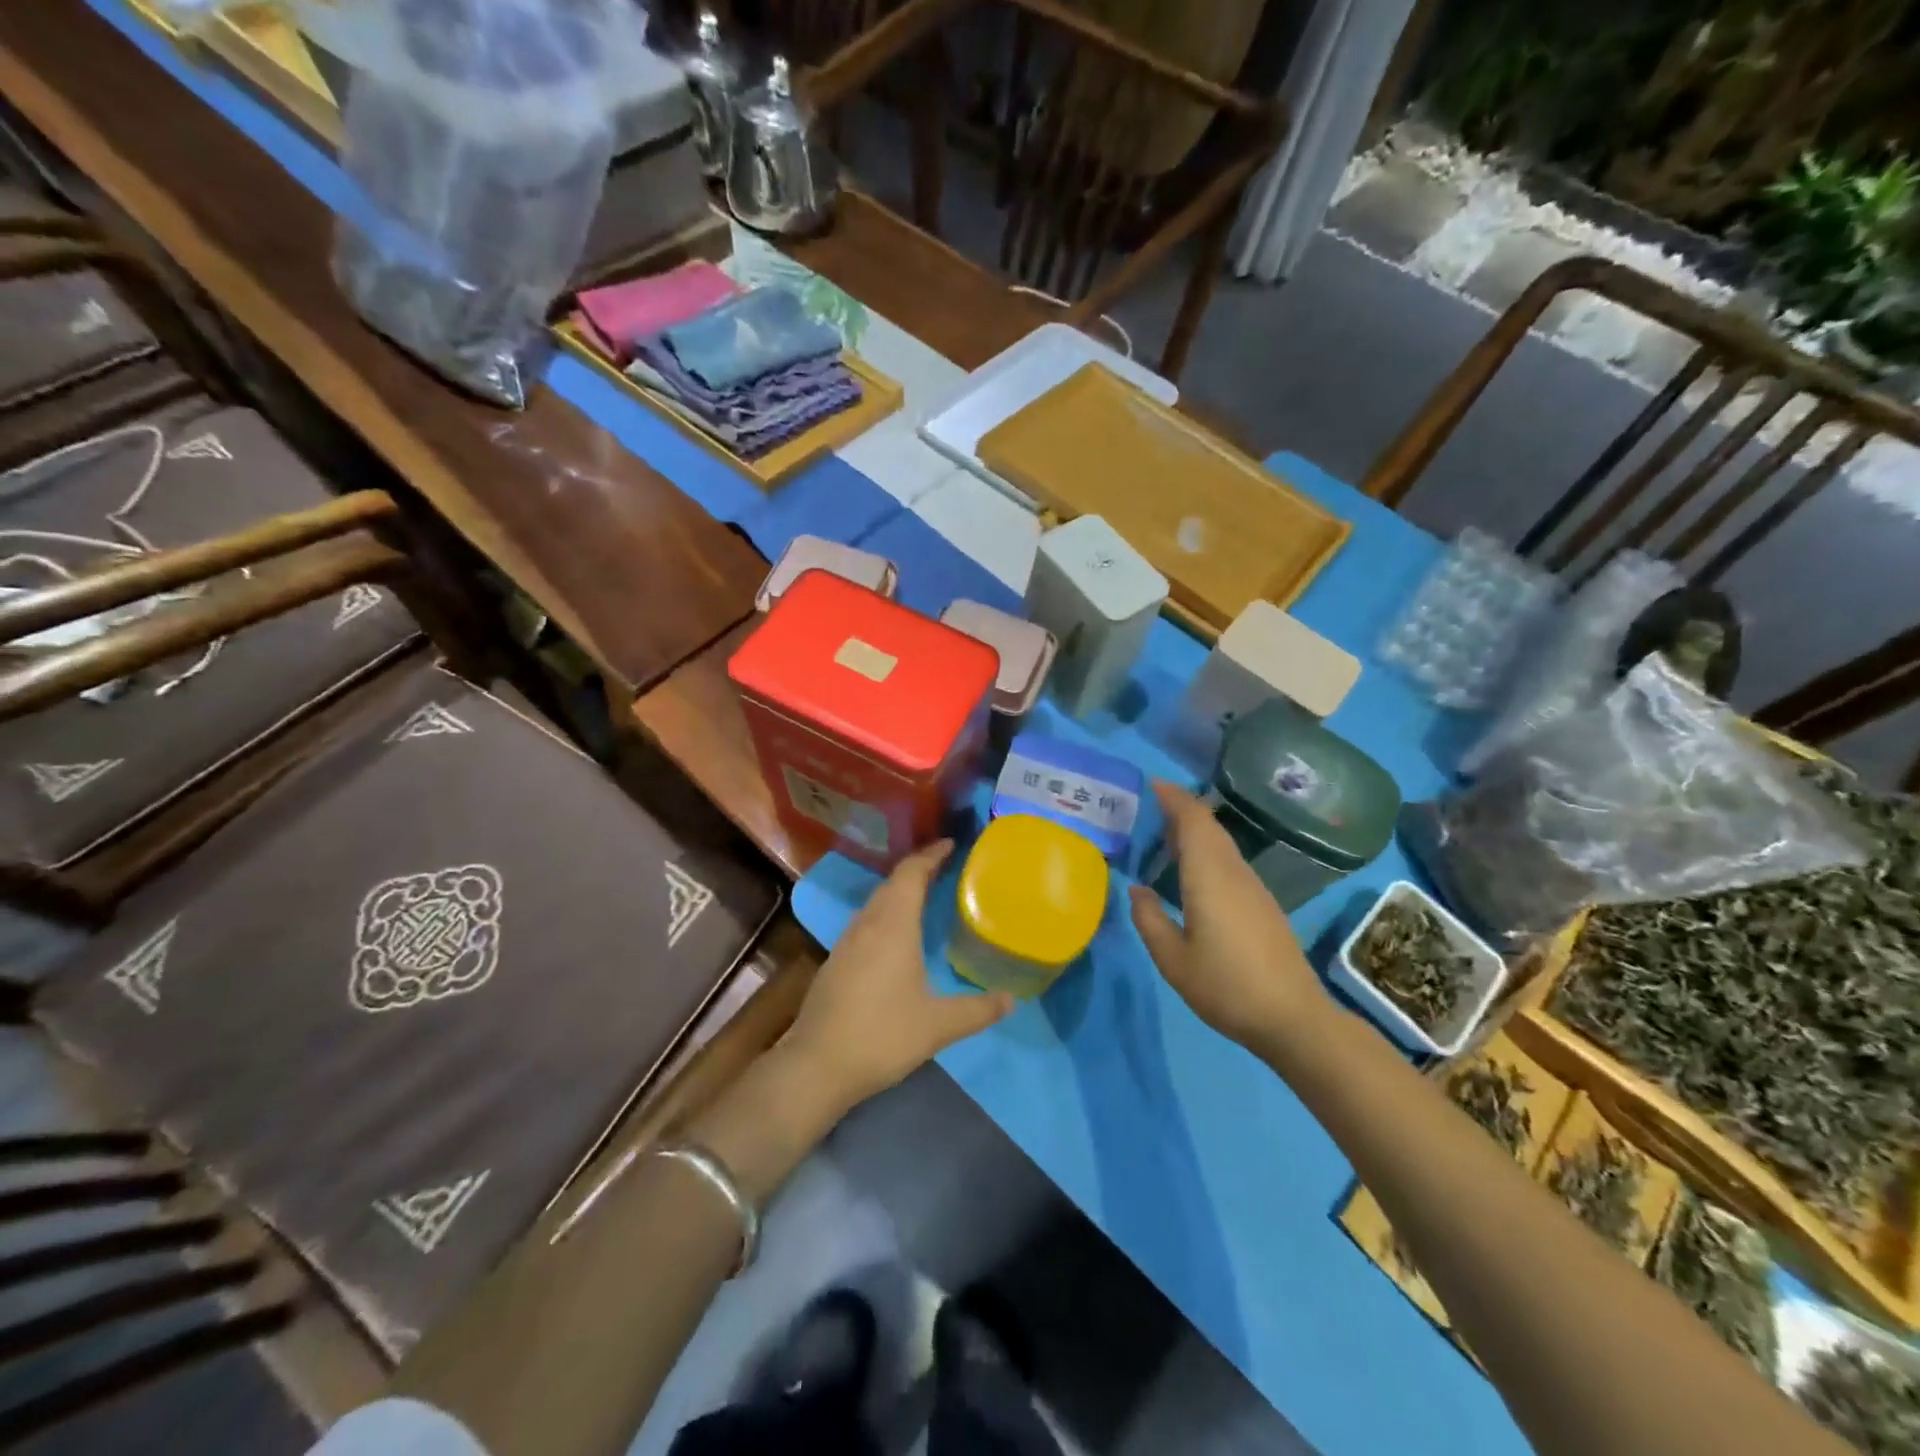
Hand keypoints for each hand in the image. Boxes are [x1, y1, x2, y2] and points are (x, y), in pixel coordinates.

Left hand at [781, 841, 1013, 1119]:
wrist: (816, 1064)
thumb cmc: (881, 1035)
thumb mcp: (938, 1026)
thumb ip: (977, 1010)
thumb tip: (1011, 1000)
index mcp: (893, 925)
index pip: (911, 873)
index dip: (931, 854)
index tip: (951, 844)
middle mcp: (868, 924)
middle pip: (893, 882)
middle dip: (919, 869)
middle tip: (946, 866)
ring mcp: (847, 941)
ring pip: (877, 902)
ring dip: (900, 891)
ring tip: (926, 894)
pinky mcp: (836, 961)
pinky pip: (867, 921)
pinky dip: (887, 912)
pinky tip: (898, 934)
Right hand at [1129, 782, 1330, 1052]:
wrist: (1293, 1019)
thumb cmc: (1226, 987)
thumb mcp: (1173, 960)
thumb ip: (1149, 920)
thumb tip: (1137, 889)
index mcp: (1210, 878)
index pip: (1194, 821)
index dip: (1174, 798)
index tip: (1151, 784)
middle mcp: (1234, 873)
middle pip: (1210, 827)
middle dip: (1181, 809)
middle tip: (1148, 808)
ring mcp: (1253, 888)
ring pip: (1221, 844)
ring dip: (1194, 831)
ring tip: (1162, 837)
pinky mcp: (1262, 905)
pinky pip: (1229, 862)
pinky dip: (1206, 851)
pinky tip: (1191, 872)